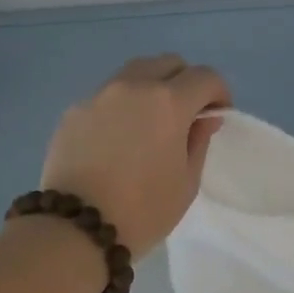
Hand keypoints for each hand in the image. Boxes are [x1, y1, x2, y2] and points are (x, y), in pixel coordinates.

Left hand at [40, 55, 231, 258]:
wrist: (75, 229)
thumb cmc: (142, 211)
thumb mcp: (186, 182)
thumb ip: (198, 140)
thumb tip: (203, 117)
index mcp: (168, 102)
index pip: (205, 77)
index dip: (218, 93)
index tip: (217, 114)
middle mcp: (133, 86)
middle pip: (169, 63)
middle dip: (185, 82)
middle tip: (185, 114)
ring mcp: (99, 95)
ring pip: (135, 72)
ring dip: (151, 86)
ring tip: (150, 121)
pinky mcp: (74, 110)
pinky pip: (107, 95)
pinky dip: (122, 105)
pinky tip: (117, 138)